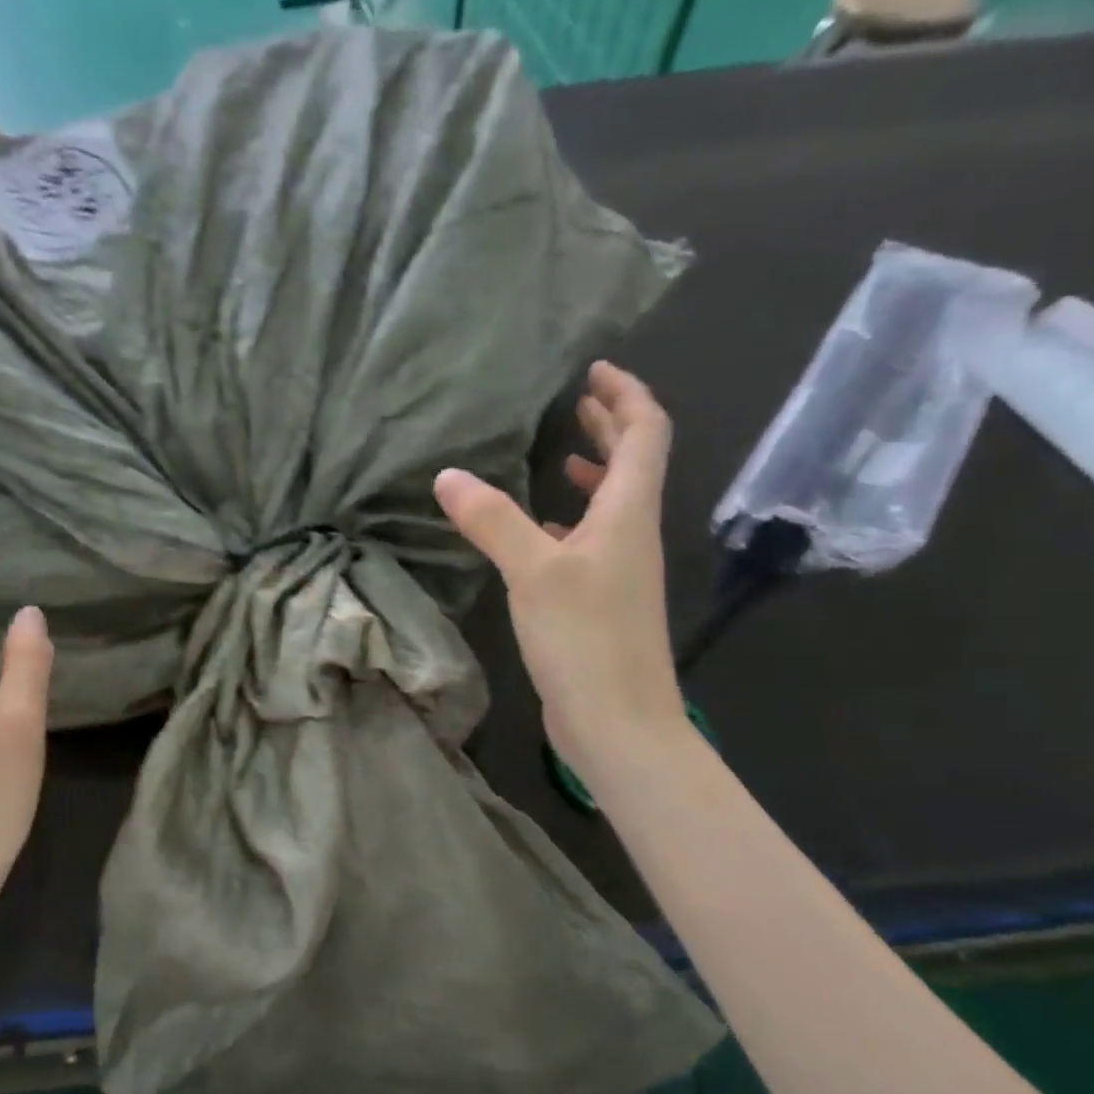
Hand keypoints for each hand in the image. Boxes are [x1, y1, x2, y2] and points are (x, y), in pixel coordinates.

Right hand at [434, 361, 681, 774]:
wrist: (619, 722)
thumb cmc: (585, 638)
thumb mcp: (533, 571)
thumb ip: (492, 520)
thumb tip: (448, 475)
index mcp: (628, 513)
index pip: (645, 433)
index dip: (625, 395)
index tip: (594, 371)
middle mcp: (632, 535)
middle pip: (635, 464)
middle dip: (610, 427)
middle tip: (576, 402)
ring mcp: (620, 572)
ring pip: (613, 506)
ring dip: (593, 474)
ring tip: (557, 458)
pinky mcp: (601, 603)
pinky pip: (591, 543)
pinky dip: (571, 522)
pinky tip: (540, 533)